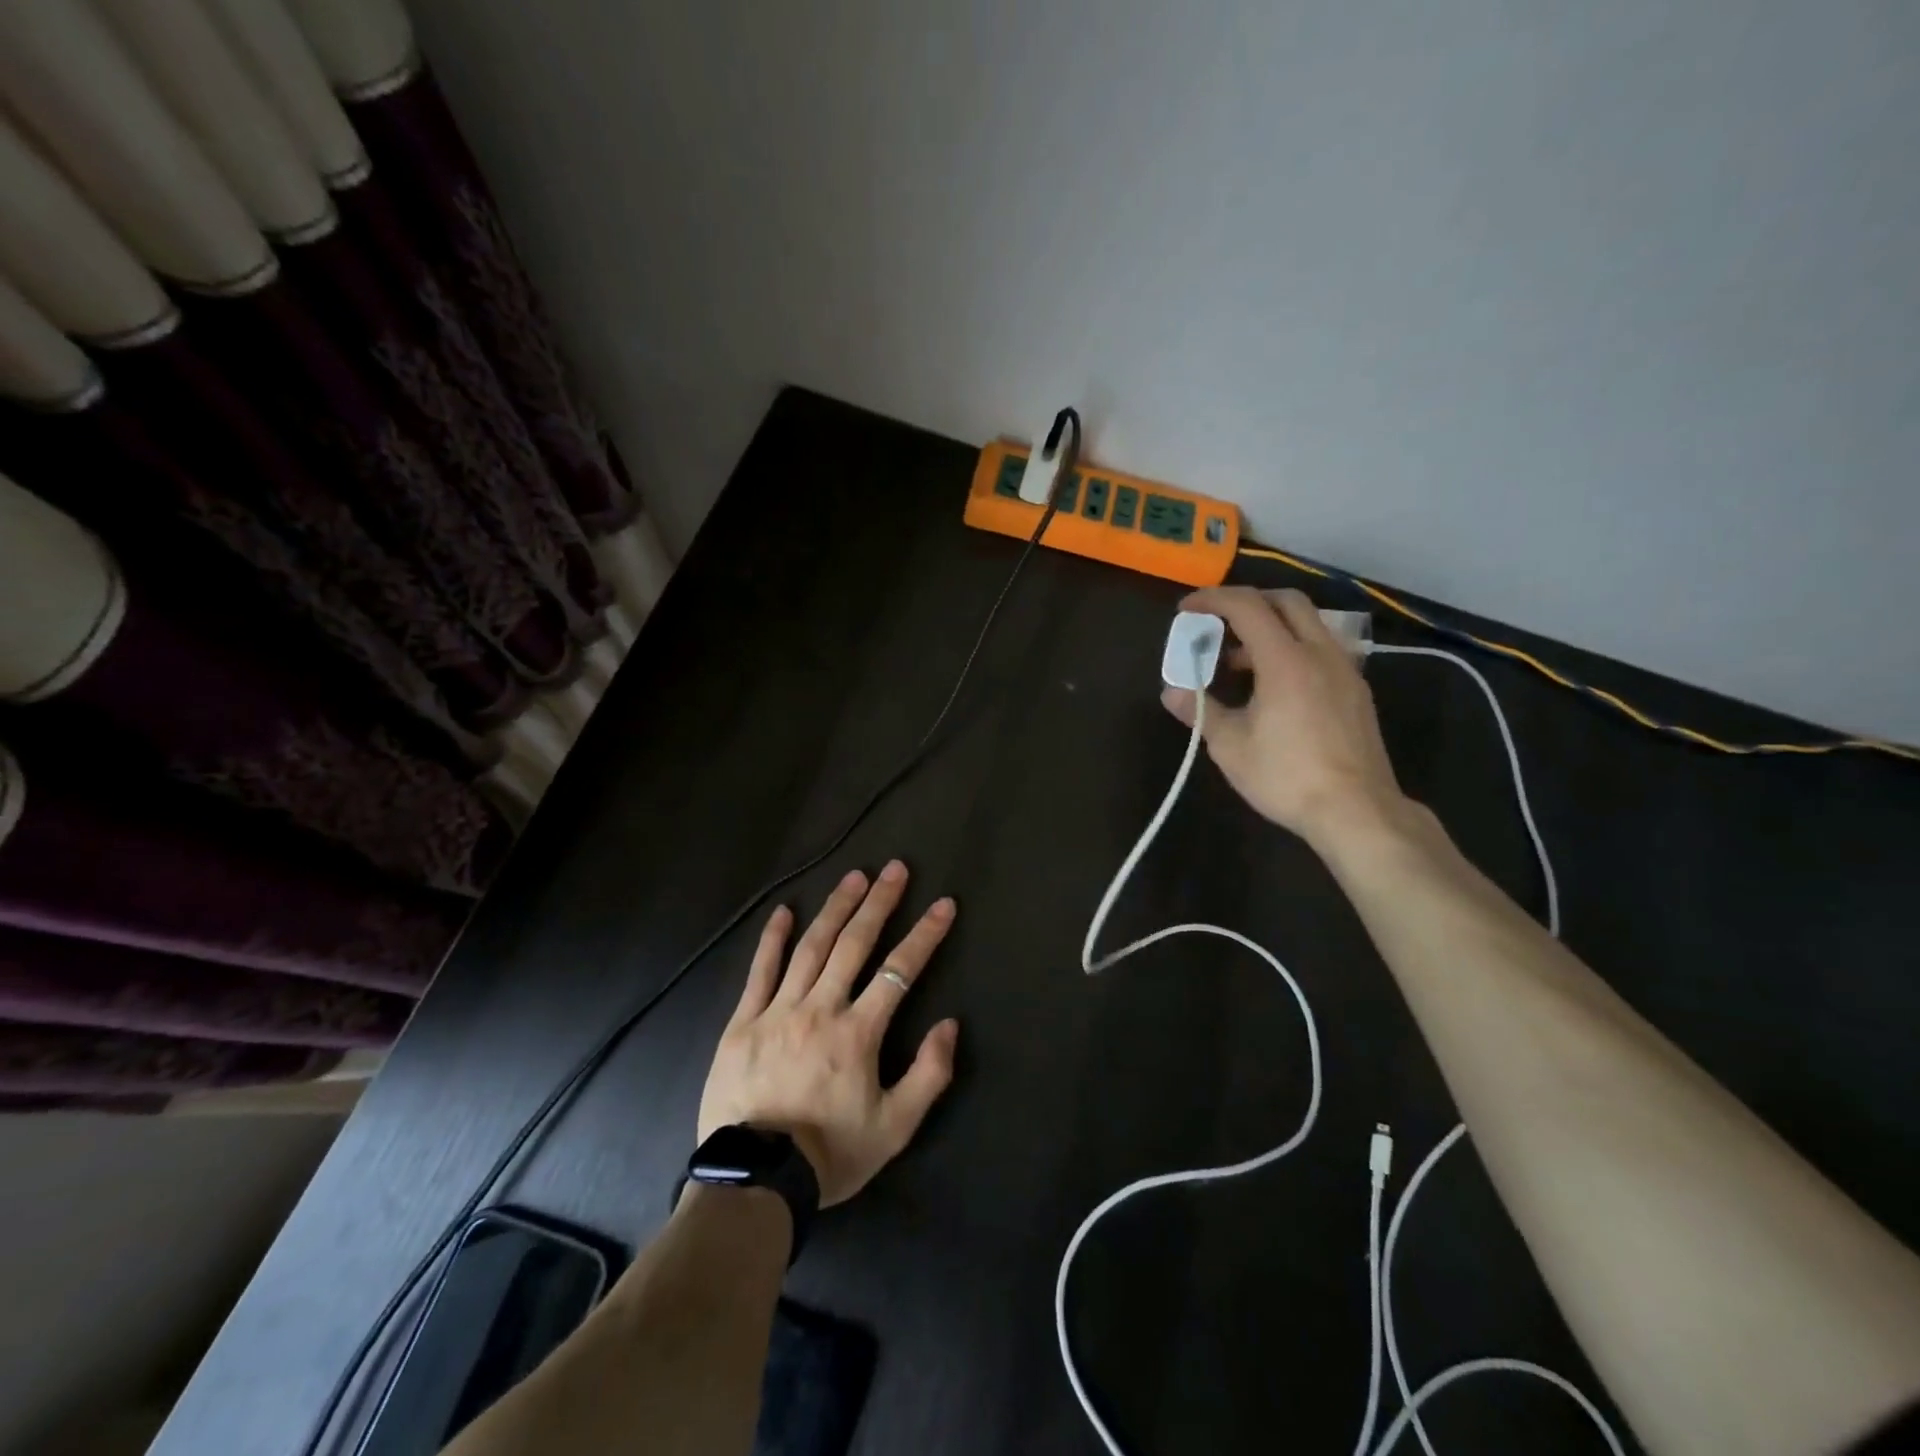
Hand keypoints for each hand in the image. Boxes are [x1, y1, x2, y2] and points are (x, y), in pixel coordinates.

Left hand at [697, 861, 959, 1207]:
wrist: (754, 1183)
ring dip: (835, 908)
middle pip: (854, 944)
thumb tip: (949, 1024)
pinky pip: (759, 972)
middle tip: (895, 868)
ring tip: (854, 877)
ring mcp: (778, 1011)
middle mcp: (820, 1009)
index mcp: (858, 1033)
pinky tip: (784, 912)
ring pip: (811, 948)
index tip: (943, 904)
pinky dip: (772, 940)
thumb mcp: (894, 1129)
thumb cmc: (830, 1155)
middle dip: (879, 903)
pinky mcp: (743, 1023)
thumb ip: (928, 1075)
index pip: (899, 971)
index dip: (925, 935)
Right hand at [1160, 586, 1407, 847]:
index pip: (1247, 607)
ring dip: (1271, 627)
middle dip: (1247, 601)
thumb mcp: (1230, 746)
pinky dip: (1292, 648)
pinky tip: (1274, 685)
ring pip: (1308, 624)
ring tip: (1239, 661)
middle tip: (1217, 622)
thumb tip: (1171, 692)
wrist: (1356, 810)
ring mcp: (1344, 670)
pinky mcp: (1356, 691)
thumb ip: (1200, 711)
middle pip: (1286, 602)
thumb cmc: (1286, 776)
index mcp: (1285, 660)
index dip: (1212, 600)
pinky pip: (1322, 649)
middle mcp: (1320, 653)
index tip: (1186, 609)